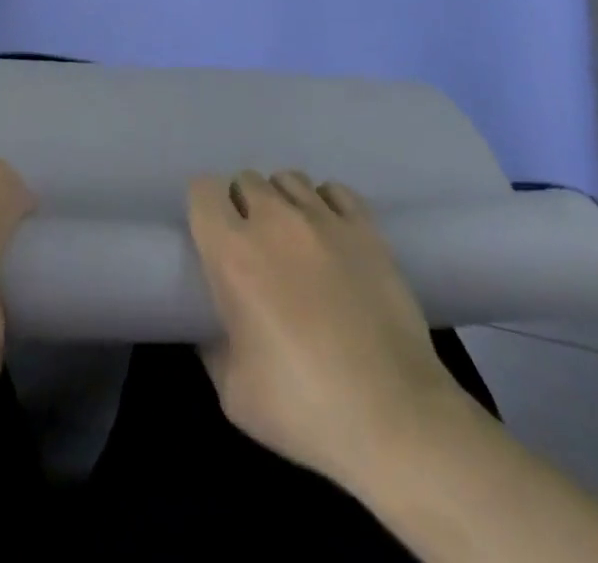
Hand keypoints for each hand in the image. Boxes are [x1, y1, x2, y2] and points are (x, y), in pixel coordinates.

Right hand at [188, 170, 467, 486]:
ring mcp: (324, 219)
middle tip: (254, 247)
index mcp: (233, 252)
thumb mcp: (232, 392)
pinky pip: (335, 190)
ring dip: (283, 202)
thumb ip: (213, 344)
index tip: (211, 237)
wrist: (393, 417)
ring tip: (293, 239)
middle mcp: (274, 220)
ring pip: (289, 179)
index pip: (203, 190)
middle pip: (247, 180)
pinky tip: (330, 235)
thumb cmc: (303, 408)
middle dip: (243, 206)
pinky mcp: (365, 228)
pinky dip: (326, 204)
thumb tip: (214, 326)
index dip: (204, 209)